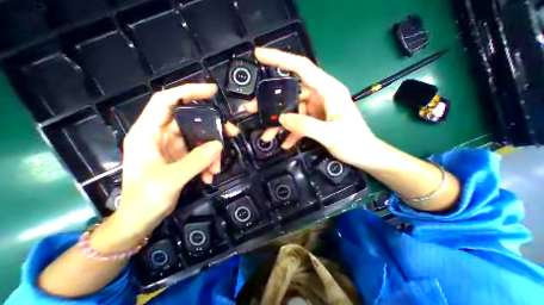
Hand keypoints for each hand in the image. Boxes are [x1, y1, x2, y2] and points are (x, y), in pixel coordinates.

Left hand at [114, 84, 229, 239]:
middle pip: (190, 121)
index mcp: (147, 133)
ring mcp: (173, 147)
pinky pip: (200, 152)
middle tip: (230, 132)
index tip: (212, 91)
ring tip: (216, 168)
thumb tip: (218, 145)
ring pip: (199, 139)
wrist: (141, 219)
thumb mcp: (170, 179)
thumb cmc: (145, 199)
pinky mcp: (182, 157)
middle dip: (212, 127)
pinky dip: (208, 162)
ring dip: (211, 152)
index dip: (188, 92)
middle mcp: (161, 136)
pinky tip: (210, 175)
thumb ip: (195, 161)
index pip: (166, 101)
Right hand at [248, 48, 383, 170]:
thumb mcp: (330, 134)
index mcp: (328, 90)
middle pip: (291, 93)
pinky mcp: (315, 120)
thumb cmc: (354, 143)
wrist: (365, 155)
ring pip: (292, 111)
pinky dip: (291, 132)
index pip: (301, 68)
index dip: (280, 59)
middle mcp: (321, 96)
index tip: (260, 55)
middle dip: (272, 102)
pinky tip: (285, 143)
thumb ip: (305, 126)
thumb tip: (282, 118)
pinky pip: (298, 123)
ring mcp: (317, 109)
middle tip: (253, 110)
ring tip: (266, 135)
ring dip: (279, 123)